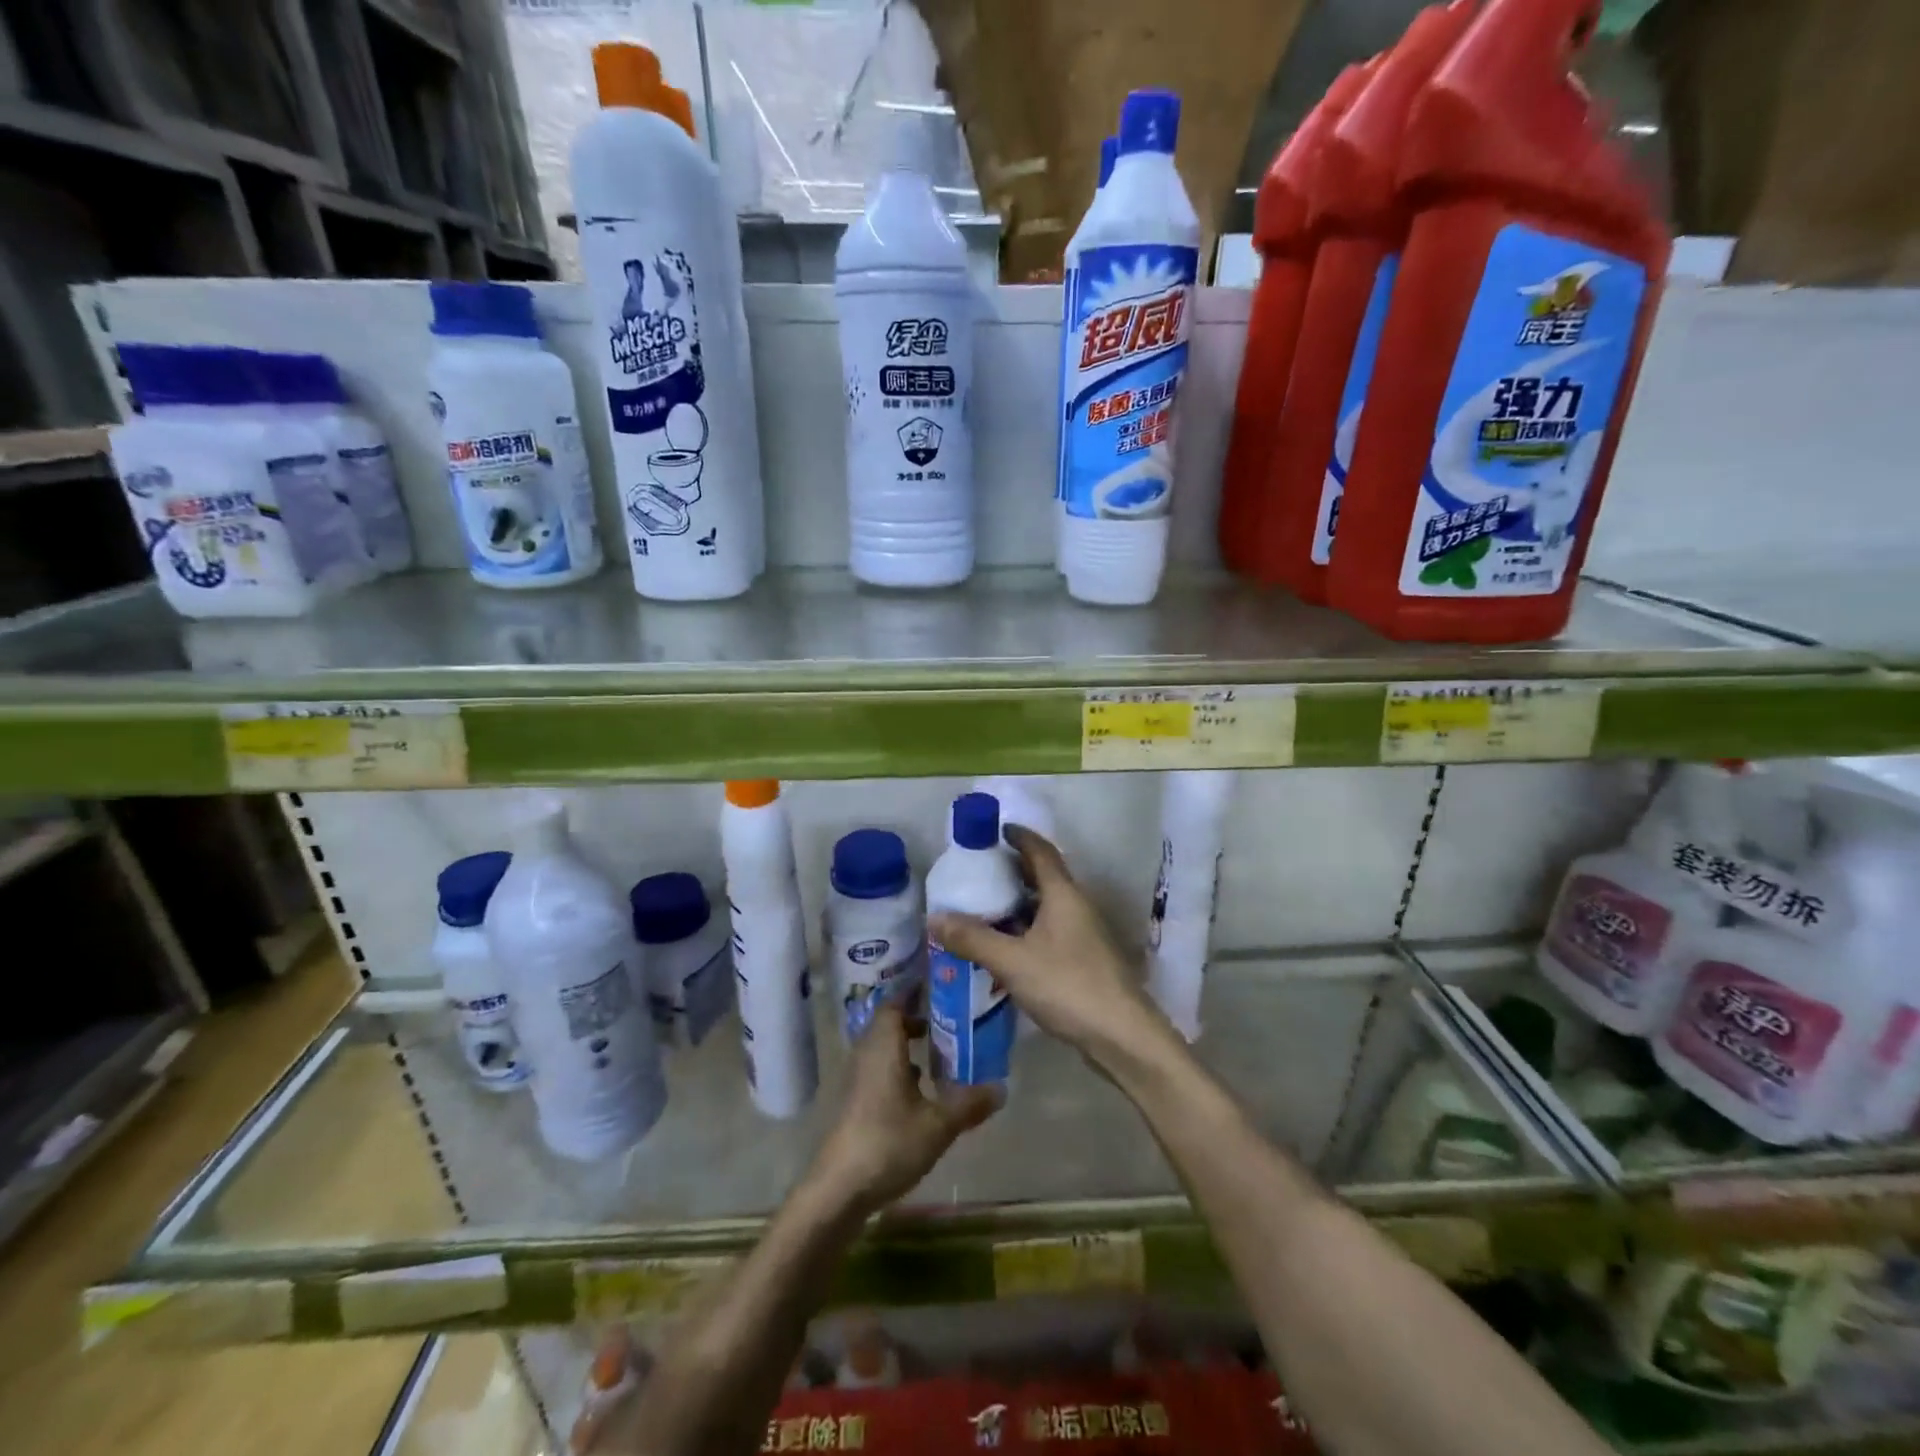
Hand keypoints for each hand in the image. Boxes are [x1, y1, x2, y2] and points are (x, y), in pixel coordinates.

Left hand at [809, 1005, 998, 1213]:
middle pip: (889, 1024)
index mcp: (884, 1047)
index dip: (913, 993)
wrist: (839, 1188)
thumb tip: (1001, 1088)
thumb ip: (969, 1104)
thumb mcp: (938, 1125)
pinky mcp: (855, 1102)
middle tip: (949, 1017)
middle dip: (916, 1017)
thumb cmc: (888, 1143)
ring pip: (884, 1048)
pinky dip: (900, 1068)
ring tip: (940, 1049)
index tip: (938, 986)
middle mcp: (867, 1055)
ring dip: (908, 1045)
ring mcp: (858, 1080)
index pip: (894, 1004)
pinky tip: (921, 1088)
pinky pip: (880, 1070)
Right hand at [928, 826, 1173, 1067]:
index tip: (994, 830)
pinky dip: (1026, 930)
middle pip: (1043, 877)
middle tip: (978, 872)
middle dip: (1012, 871)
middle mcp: (1077, 906)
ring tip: (983, 908)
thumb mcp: (1013, 961)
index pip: (1040, 851)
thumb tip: (934, 918)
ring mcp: (1084, 934)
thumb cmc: (1068, 986)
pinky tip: (1005, 948)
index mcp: (1064, 894)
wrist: (1122, 1036)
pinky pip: (1049, 932)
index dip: (1018, 836)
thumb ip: (973, 939)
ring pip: (1046, 907)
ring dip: (1018, 904)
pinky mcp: (1084, 960)